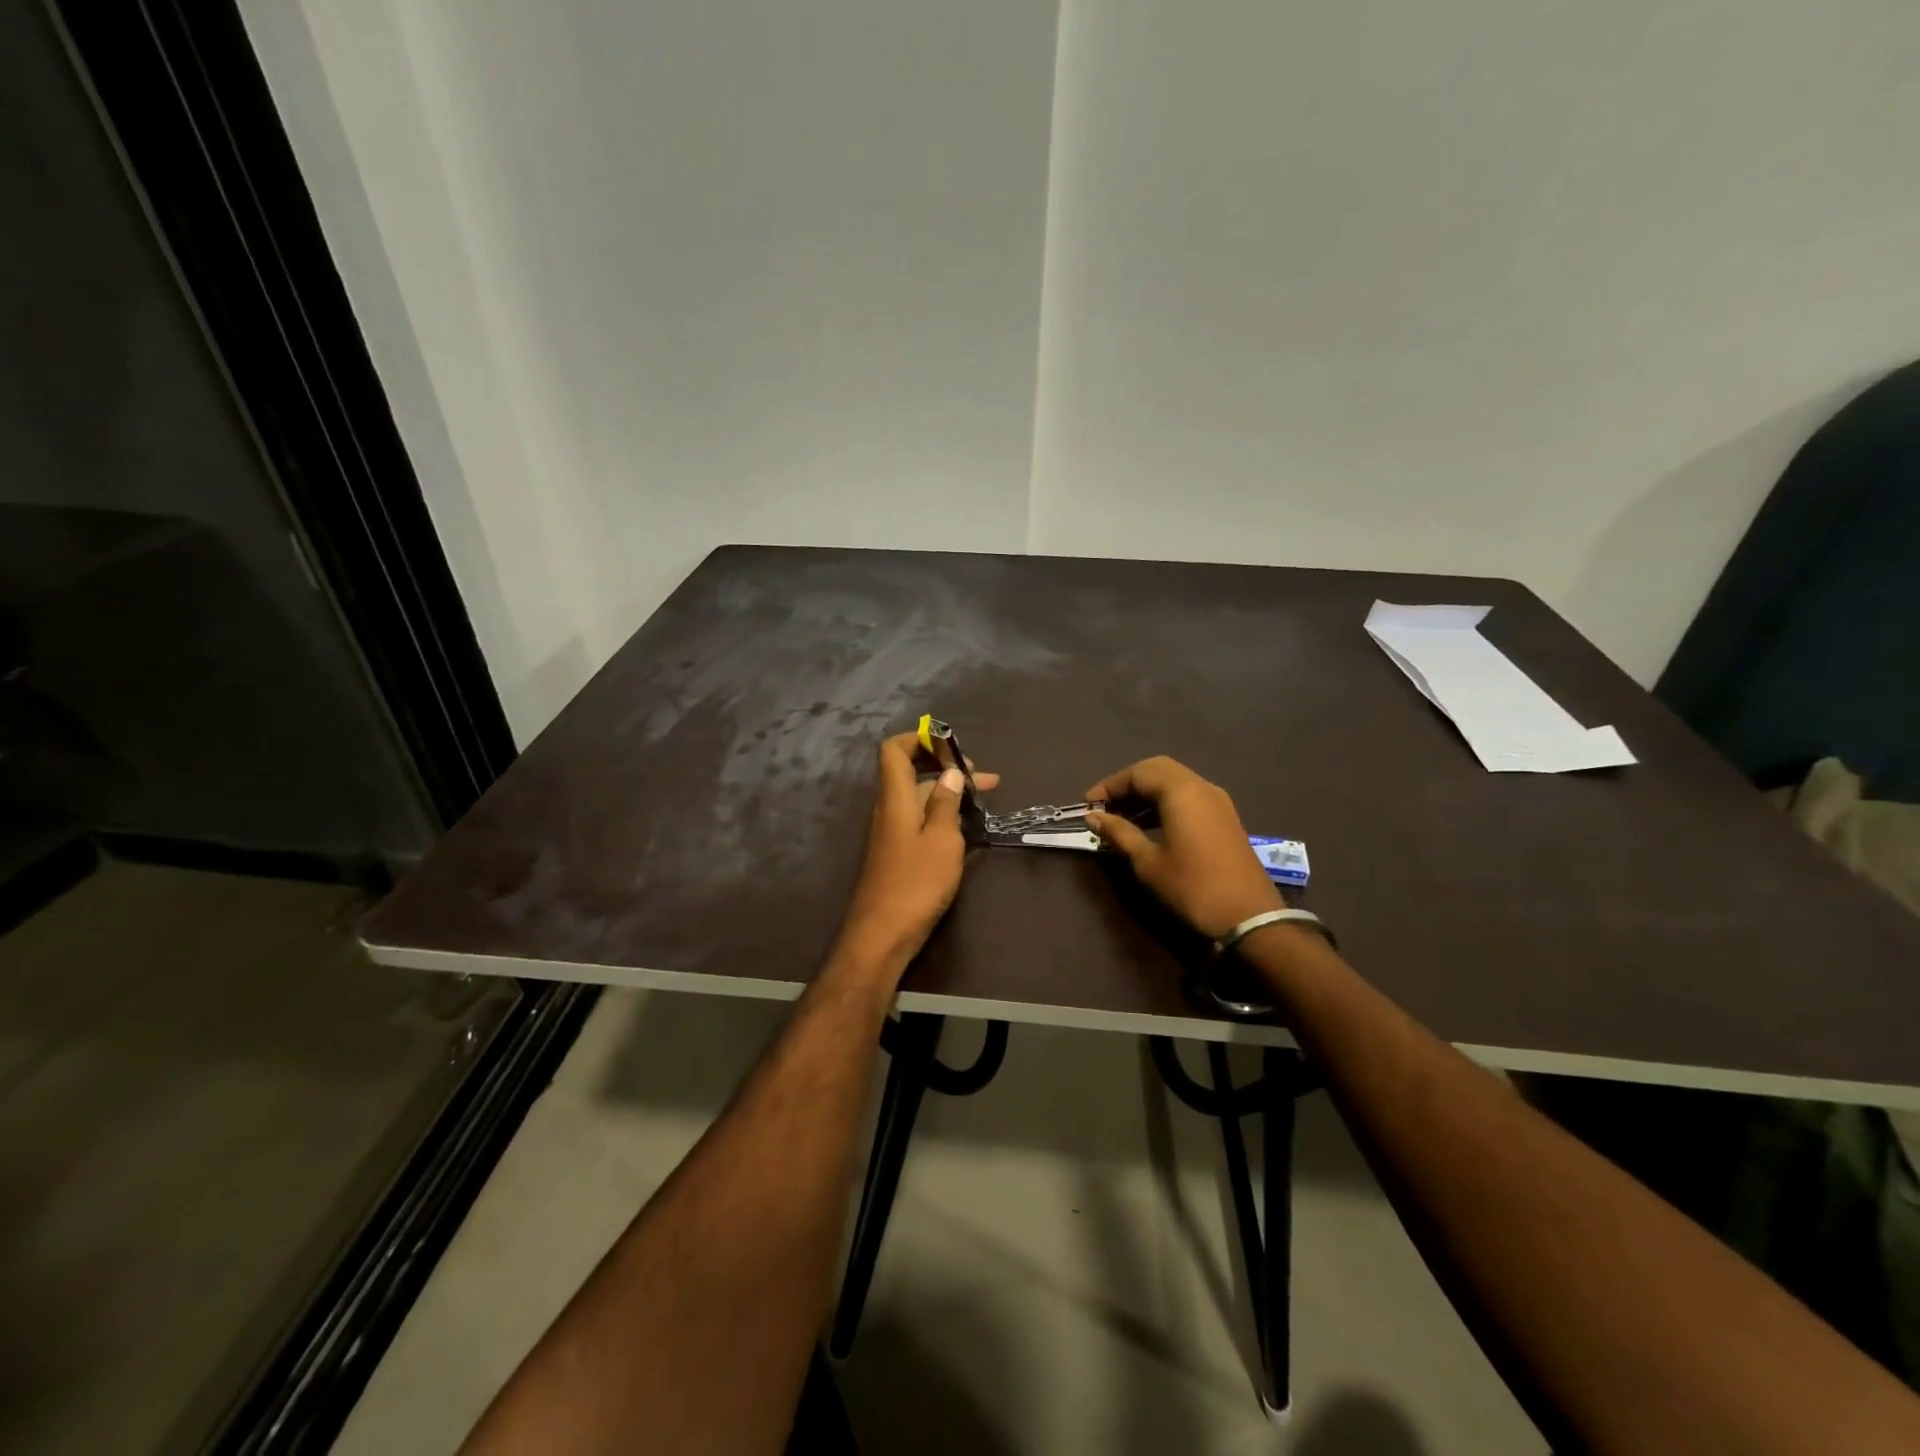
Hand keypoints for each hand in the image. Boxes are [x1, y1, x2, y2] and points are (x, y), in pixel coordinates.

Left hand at [837, 733, 998, 973]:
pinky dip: (945, 819)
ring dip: (951, 796)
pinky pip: (922, 823)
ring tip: (987, 803)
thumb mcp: (941, 840)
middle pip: (913, 774)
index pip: (894, 751)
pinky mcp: (899, 855)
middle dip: (948, 769)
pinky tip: (972, 831)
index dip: (919, 739)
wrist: (883, 935)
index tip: (952, 745)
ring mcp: (893, 833)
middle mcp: (890, 810)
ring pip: (921, 800)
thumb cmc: (916, 883)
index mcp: (895, 798)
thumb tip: (950, 773)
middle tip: (986, 779)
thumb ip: (946, 803)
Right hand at [1084, 757, 1279, 939]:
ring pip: (1175, 782)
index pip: (1138, 773)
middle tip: (1105, 807)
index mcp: (1181, 791)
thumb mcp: (1148, 862)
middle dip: (1128, 785)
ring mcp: (1217, 801)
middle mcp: (1201, 786)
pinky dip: (1165, 803)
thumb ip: (1119, 833)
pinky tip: (1149, 827)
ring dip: (1147, 794)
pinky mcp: (1225, 817)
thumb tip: (1093, 817)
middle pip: (1157, 770)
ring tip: (1121, 819)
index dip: (1109, 786)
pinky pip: (1189, 797)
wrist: (1249, 918)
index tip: (1088, 806)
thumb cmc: (1192, 887)